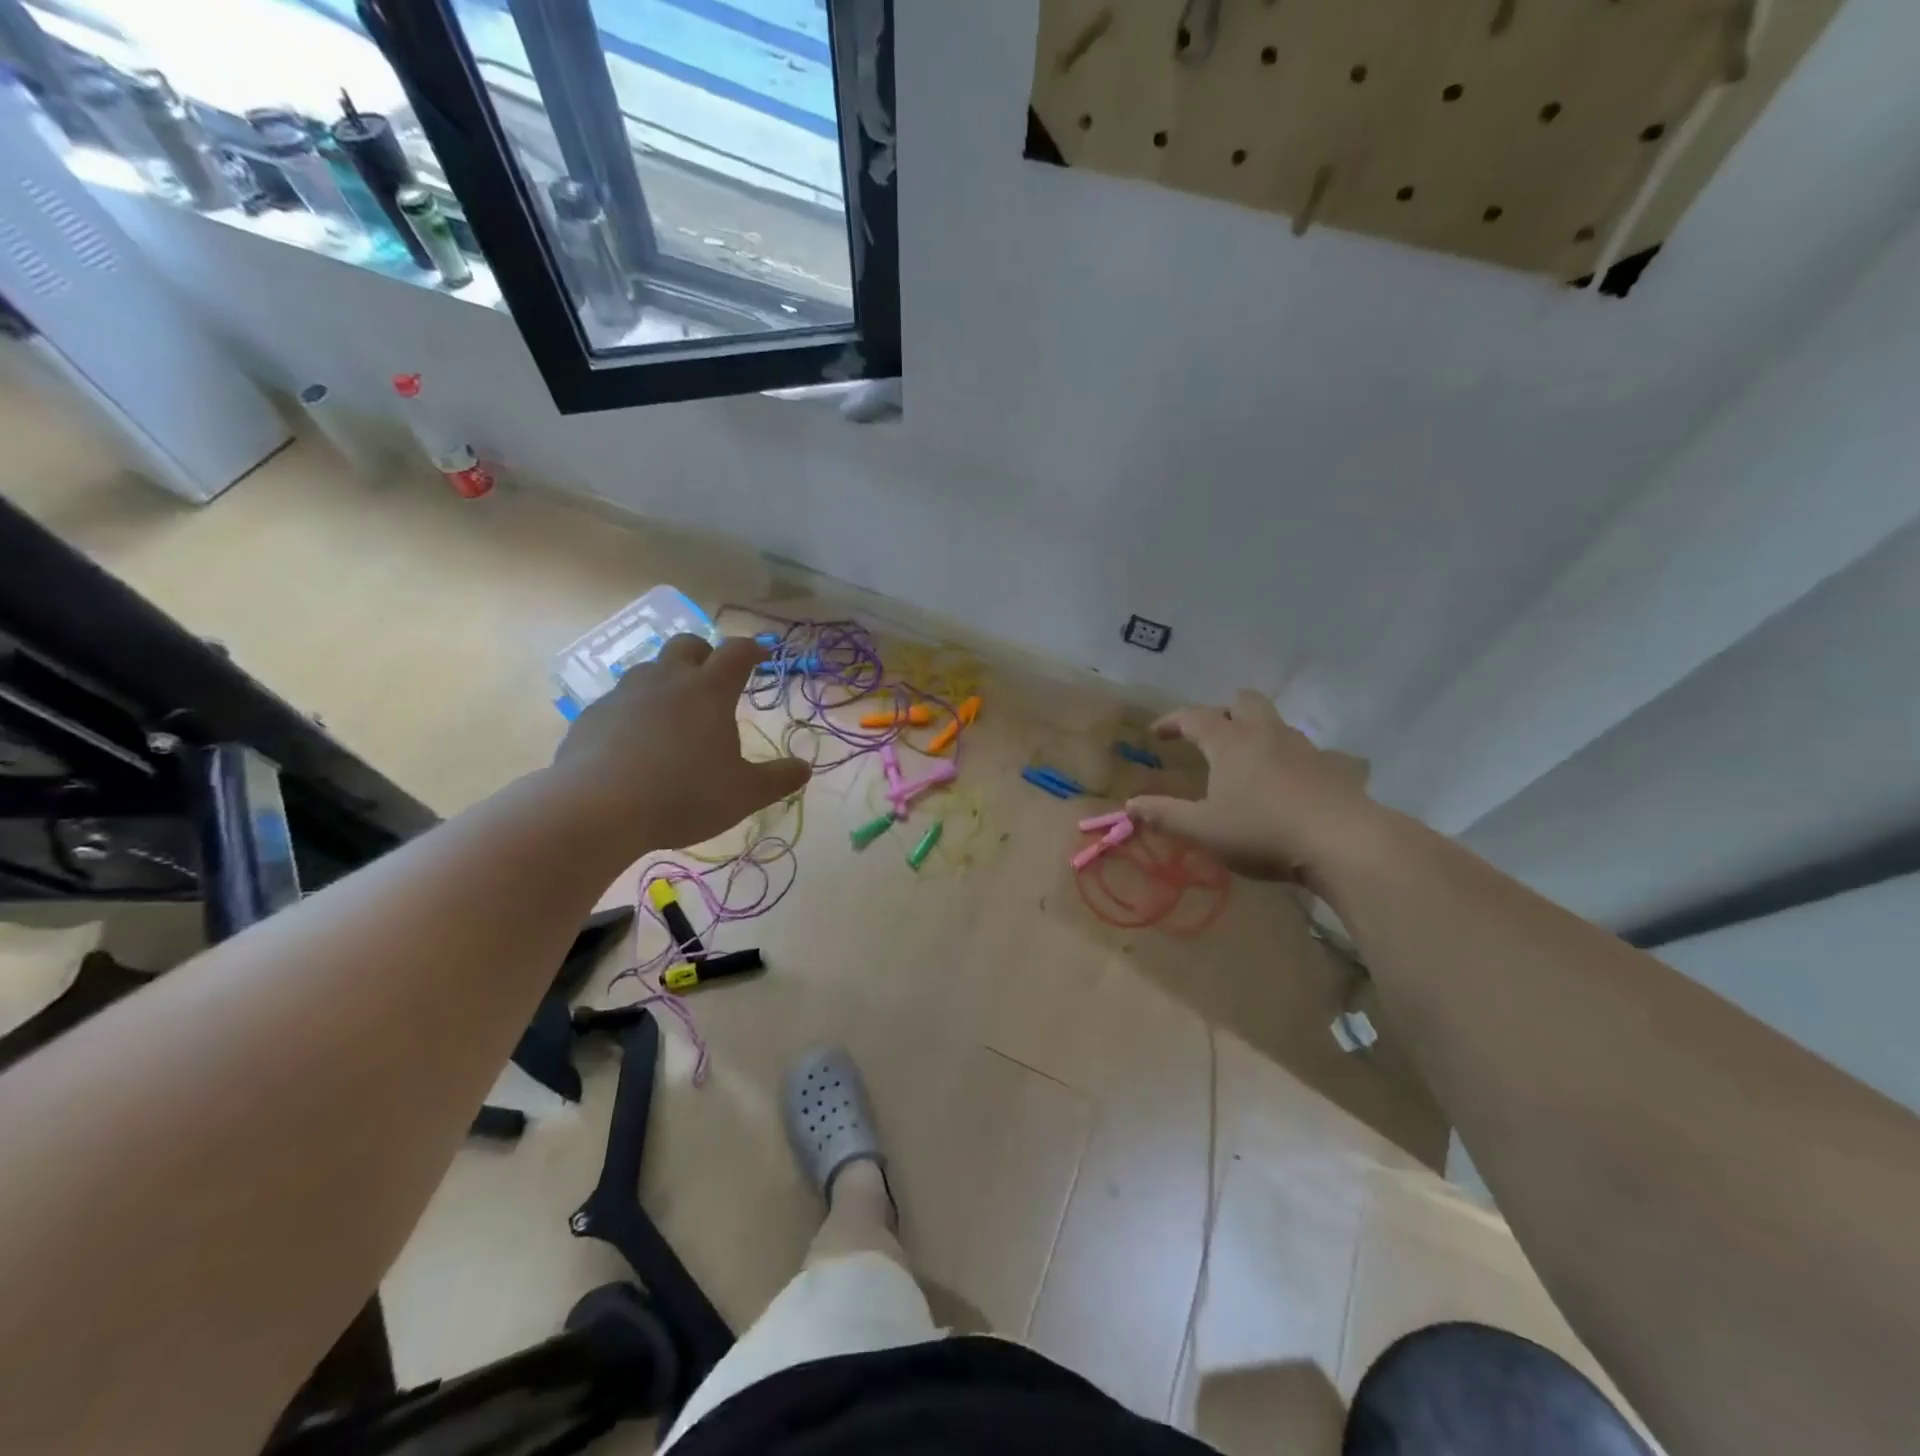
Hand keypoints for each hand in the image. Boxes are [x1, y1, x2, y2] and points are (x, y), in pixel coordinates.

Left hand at [553, 635, 810, 849]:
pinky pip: (619, 700)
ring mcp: (624, 694)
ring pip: (649, 669)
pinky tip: (635, 741)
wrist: (597, 809)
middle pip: (688, 644)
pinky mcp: (591, 715)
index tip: (761, 656)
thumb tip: (804, 768)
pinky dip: (634, 710)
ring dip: (667, 679)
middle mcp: (667, 680)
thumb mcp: (744, 794)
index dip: (753, 649)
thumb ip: (778, 779)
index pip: (737, 652)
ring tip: (674, 712)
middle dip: (705, 653)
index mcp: (709, 691)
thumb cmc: (684, 795)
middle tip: (714, 677)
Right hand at [1126, 690, 1374, 882]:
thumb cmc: (1261, 831)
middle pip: (1243, 701)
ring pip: (1278, 723)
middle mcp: (1267, 734)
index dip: (1172, 721)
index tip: (1157, 733)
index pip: (1193, 717)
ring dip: (1260, 733)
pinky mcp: (1337, 767)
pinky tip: (1302, 782)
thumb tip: (1130, 805)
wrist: (1342, 842)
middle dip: (1223, 711)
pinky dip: (1303, 762)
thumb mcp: (1203, 829)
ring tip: (1251, 760)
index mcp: (1230, 743)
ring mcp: (1306, 747)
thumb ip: (1165, 814)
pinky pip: (1319, 754)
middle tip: (1211, 735)